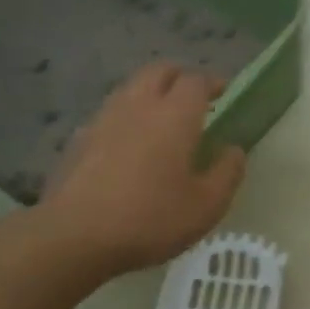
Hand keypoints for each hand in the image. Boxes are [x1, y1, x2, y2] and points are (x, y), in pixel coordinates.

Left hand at [40, 62, 245, 274]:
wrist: (75, 237)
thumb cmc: (151, 219)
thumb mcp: (207, 206)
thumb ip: (227, 173)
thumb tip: (234, 150)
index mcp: (174, 116)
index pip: (196, 81)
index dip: (213, 82)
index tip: (224, 93)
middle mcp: (138, 106)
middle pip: (159, 71)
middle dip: (180, 77)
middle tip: (194, 97)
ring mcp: (103, 120)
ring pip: (130, 88)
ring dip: (151, 93)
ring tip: (162, 118)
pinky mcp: (79, 140)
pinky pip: (109, 114)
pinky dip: (126, 117)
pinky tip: (130, 144)